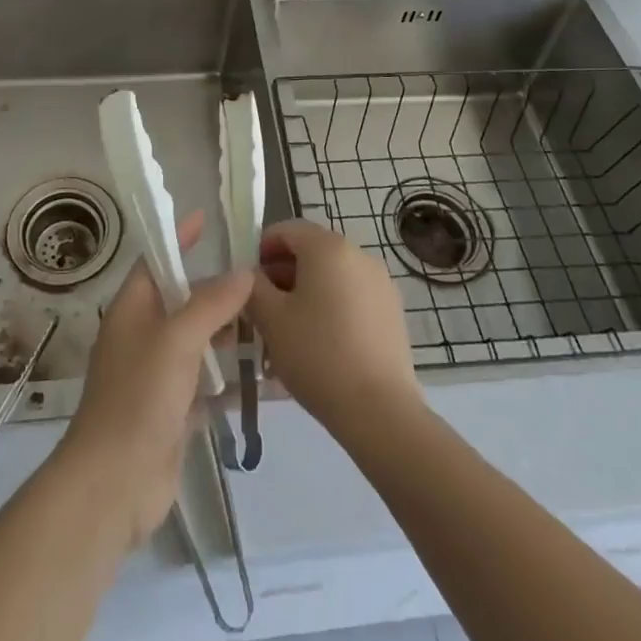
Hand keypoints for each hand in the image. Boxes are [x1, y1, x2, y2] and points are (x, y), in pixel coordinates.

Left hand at [54, 212, 251, 550]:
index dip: (180, 239)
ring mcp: (157, 373)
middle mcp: (143, 334)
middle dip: (216, 289)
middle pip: (182, 299)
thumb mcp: (177, 340)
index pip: (157, 259)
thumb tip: (244, 271)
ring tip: (269, 320)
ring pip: (197, 339)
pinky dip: (227, 371)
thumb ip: (212, 303)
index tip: (209, 220)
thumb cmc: (139, 397)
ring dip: (227, 331)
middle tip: (260, 278)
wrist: (114, 484)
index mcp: (133, 308)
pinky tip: (259, 368)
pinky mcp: (172, 408)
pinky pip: (204, 378)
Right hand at [249, 219, 421, 440]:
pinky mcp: (392, 311)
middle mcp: (358, 253)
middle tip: (263, 313)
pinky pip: (351, 297)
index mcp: (327, 246)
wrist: (379, 411)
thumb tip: (251, 276)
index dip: (261, 250)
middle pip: (310, 252)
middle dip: (282, 277)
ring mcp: (380, 282)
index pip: (286, 229)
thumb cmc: (317, 354)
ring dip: (305, 295)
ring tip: (288, 336)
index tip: (248, 284)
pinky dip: (331, 309)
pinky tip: (319, 347)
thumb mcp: (270, 318)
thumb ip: (252, 287)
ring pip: (330, 277)